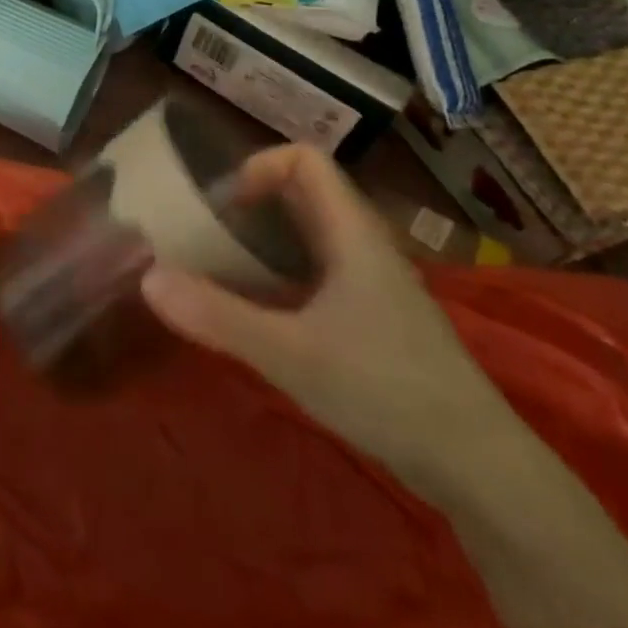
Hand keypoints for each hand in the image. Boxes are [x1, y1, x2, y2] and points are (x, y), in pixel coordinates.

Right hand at [139, 144, 523, 494]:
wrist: (480, 468)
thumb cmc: (387, 392)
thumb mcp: (290, 354)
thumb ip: (217, 316)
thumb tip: (147, 277)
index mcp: (351, 234)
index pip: (306, 159)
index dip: (259, 166)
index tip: (222, 207)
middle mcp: (363, 246)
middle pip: (304, 192)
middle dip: (252, 202)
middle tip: (207, 234)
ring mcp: (373, 283)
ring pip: (311, 233)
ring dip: (264, 238)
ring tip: (222, 268)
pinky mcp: (375, 317)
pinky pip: (319, 270)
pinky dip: (282, 273)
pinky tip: (261, 311)